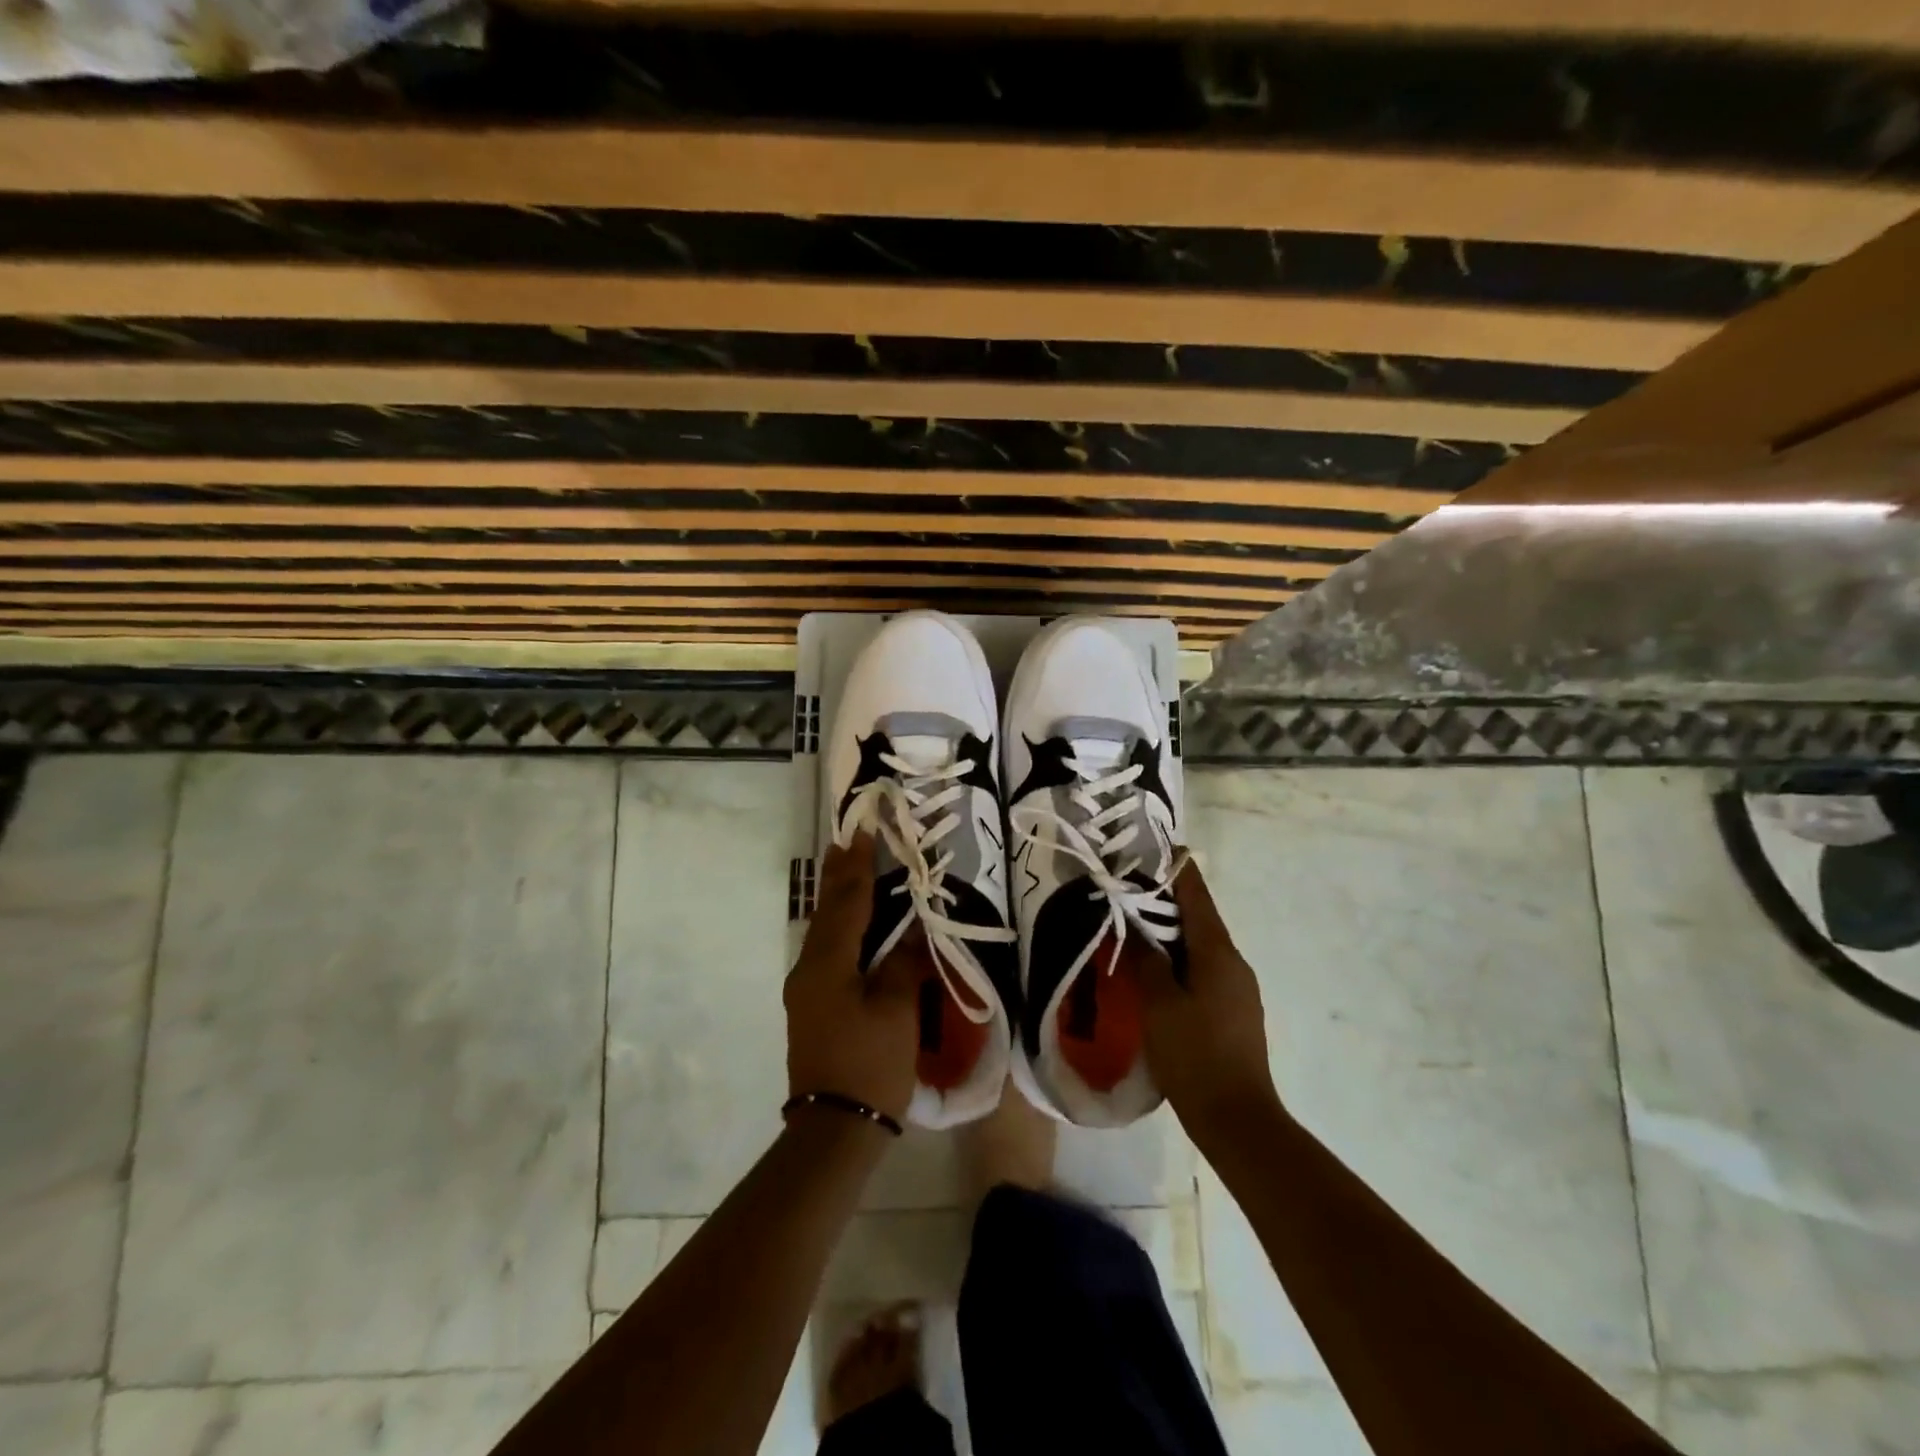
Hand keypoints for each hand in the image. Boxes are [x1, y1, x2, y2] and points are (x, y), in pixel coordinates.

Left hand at [784, 833, 919, 1123]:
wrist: (834, 1129)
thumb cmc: (869, 1064)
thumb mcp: (896, 1012)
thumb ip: (903, 964)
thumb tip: (912, 932)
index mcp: (828, 963)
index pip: (848, 900)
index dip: (858, 863)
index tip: (862, 828)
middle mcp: (809, 967)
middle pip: (827, 909)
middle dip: (839, 873)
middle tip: (848, 837)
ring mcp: (806, 987)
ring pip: (824, 929)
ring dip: (838, 897)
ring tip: (849, 868)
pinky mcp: (812, 1004)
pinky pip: (827, 949)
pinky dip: (840, 925)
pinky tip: (852, 923)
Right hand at [1130, 860, 1281, 1142]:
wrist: (1237, 1119)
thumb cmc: (1195, 1055)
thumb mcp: (1159, 1004)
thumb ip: (1147, 961)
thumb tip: (1137, 928)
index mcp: (1218, 953)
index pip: (1197, 896)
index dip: (1178, 870)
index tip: (1159, 848)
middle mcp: (1234, 963)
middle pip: (1199, 919)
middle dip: (1166, 902)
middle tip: (1129, 890)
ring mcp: (1238, 989)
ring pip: (1200, 946)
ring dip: (1171, 933)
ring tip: (1135, 927)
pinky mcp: (1234, 1011)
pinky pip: (1204, 970)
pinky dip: (1179, 959)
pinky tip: (1155, 971)